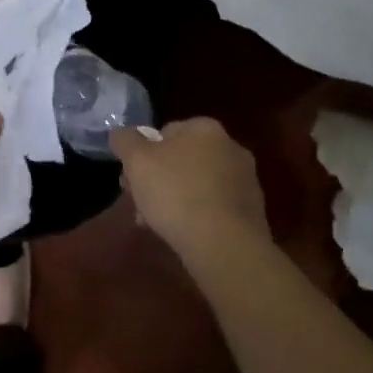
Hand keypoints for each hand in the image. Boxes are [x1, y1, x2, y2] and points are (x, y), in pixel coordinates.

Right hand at [111, 117, 269, 265]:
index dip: (143, 155)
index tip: (130, 179)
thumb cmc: (176, 193)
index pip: (166, 132)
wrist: (224, 244)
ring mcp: (245, 179)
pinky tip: (182, 235)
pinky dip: (197, 217)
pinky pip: (214, 207)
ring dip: (175, 200)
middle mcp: (230, 147)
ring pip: (197, 185)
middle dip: (157, 180)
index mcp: (205, 128)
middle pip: (181, 160)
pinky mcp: (251, 210)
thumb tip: (121, 133)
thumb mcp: (137, 161)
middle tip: (139, 205)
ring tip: (155, 225)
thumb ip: (125, 141)